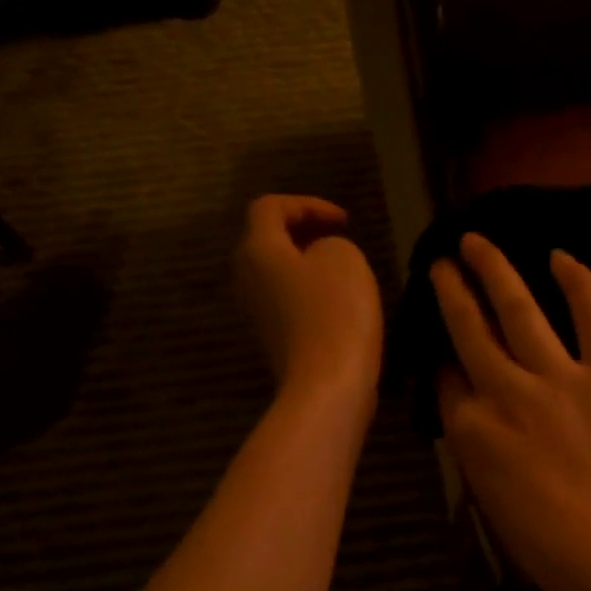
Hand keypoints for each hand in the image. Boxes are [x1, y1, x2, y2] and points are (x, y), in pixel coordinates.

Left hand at [235, 195, 382, 409]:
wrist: (327, 385)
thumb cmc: (335, 313)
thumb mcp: (344, 258)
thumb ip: (329, 243)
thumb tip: (318, 259)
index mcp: (258, 250)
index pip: (270, 208)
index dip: (307, 204)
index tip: (344, 221)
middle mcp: (246, 278)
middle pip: (267, 242)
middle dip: (302, 234)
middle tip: (338, 238)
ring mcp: (256, 314)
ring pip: (276, 275)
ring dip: (306, 266)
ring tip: (341, 271)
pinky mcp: (273, 341)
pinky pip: (286, 304)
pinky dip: (309, 294)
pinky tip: (338, 305)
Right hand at [432, 233, 590, 590]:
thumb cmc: (540, 541)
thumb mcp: (484, 492)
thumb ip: (472, 440)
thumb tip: (469, 402)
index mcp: (470, 428)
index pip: (447, 378)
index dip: (443, 358)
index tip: (444, 343)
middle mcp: (505, 391)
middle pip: (469, 329)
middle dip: (452, 292)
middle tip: (442, 265)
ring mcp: (558, 378)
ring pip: (518, 309)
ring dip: (493, 270)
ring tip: (476, 242)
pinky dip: (579, 284)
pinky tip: (560, 256)